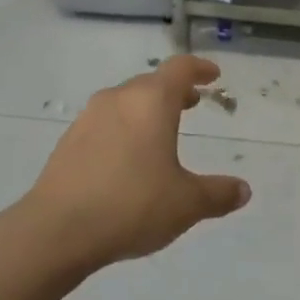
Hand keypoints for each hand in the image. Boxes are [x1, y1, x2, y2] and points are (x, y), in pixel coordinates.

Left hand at [25, 55, 250, 269]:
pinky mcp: (69, 141)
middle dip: (174, 91)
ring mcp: (88, 118)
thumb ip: (218, 194)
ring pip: (125, 102)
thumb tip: (243, 191)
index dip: (199, 68)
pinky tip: (127, 159)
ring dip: (146, 110)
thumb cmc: (132, 205)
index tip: (213, 76)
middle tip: (192, 104)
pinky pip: (105, 123)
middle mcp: (118, 99)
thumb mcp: (186, 203)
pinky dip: (123, 129)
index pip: (179, 68)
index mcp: (151, 102)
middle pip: (150, 83)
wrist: (57, 230)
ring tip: (161, 132)